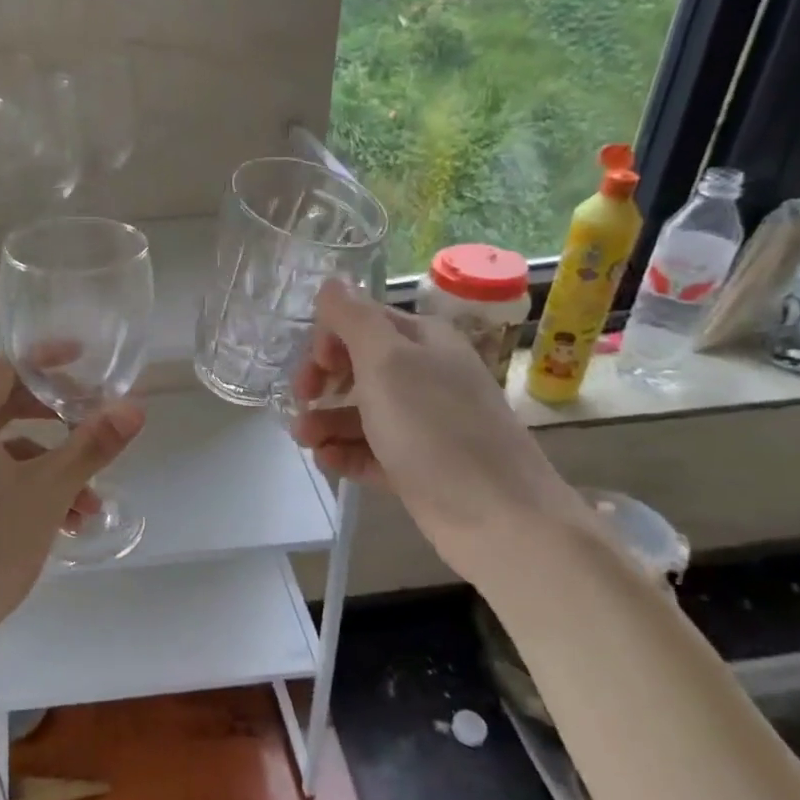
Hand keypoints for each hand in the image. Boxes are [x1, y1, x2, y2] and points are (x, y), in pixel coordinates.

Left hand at [0, 357, 143, 724]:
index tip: (85, 362)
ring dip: (50, 465)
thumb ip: (91, 446)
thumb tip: (135, 409)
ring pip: (3, 449)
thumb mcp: (48, 492)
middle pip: (5, 406)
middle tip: (93, 424)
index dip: (46, 360)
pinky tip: (62, 522)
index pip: (5, 368)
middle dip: (56, 417)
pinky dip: (26, 487)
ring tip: (89, 503)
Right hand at [290, 280, 589, 576]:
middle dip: (322, 382)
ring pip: (361, 411)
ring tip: (305, 441)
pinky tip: (327, 462)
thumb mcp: (387, 362)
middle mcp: (425, 374)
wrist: (498, 517)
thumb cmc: (435, 429)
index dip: (329, 340)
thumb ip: (354, 319)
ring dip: (326, 421)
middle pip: (359, 366)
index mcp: (423, 340)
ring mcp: (423, 423)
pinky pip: (372, 450)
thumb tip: (330, 281)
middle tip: (300, 403)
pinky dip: (346, 453)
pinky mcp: (418, 465)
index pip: (362, 321)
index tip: (312, 369)